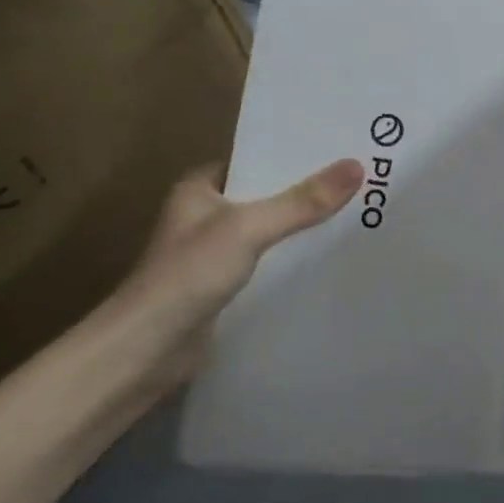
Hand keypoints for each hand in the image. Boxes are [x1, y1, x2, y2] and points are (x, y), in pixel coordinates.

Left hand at [103, 157, 363, 390]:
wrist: (144, 353)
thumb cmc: (188, 275)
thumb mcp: (249, 228)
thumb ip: (302, 201)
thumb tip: (357, 166)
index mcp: (199, 188)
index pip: (256, 158)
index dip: (296, 154)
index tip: (341, 149)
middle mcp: (204, 215)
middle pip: (266, 194)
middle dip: (306, 191)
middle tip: (359, 180)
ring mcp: (212, 254)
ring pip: (268, 230)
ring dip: (300, 227)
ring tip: (354, 213)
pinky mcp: (222, 287)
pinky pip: (266, 262)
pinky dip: (291, 259)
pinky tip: (326, 257)